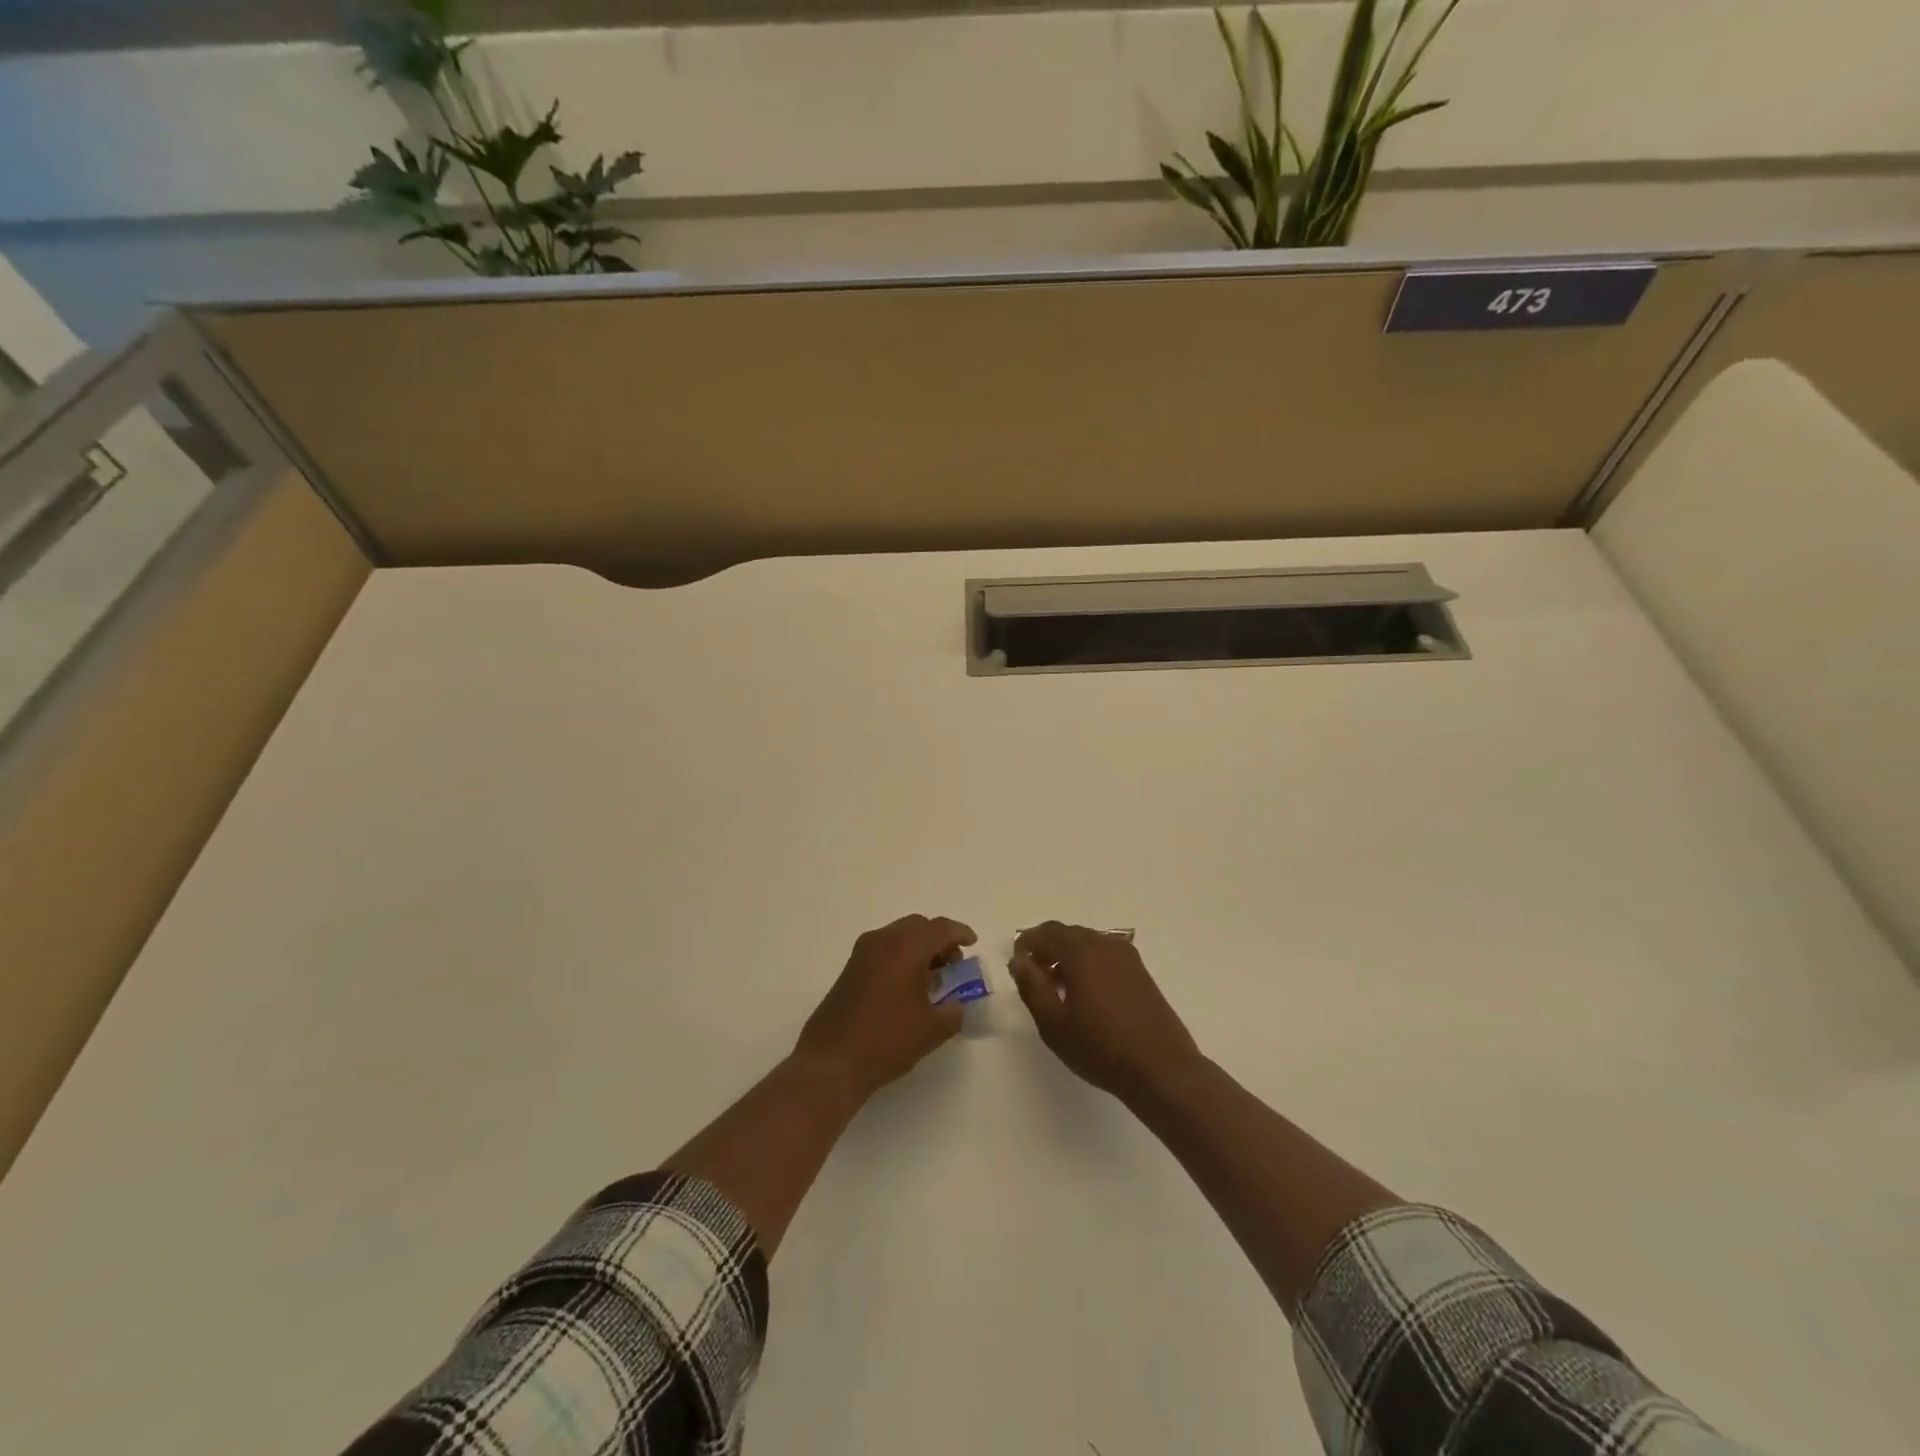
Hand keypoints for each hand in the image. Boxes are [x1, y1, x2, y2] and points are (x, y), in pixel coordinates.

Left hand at [794, 914, 976, 1101]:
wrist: (831, 1062)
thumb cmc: (886, 1040)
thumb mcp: (931, 1030)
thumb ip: (953, 1012)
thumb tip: (956, 1005)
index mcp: (906, 948)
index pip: (940, 928)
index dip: (960, 933)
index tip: (972, 943)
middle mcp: (882, 941)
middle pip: (918, 926)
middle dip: (938, 939)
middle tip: (953, 964)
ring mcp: (862, 953)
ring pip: (898, 935)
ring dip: (918, 947)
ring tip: (932, 977)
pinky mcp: (850, 968)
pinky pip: (883, 948)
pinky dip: (901, 956)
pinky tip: (907, 985)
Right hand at [1010, 921, 1203, 1103]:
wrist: (1161, 1069)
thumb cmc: (1100, 1047)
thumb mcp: (1053, 1022)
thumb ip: (1032, 986)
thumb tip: (1019, 960)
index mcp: (1082, 951)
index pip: (1048, 932)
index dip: (1028, 942)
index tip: (1017, 962)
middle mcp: (1106, 945)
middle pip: (1069, 935)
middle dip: (1048, 949)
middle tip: (1034, 976)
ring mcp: (1128, 958)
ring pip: (1089, 946)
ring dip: (1068, 958)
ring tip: (1057, 989)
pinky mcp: (1141, 974)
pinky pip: (1106, 958)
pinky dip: (1089, 966)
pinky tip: (1085, 996)